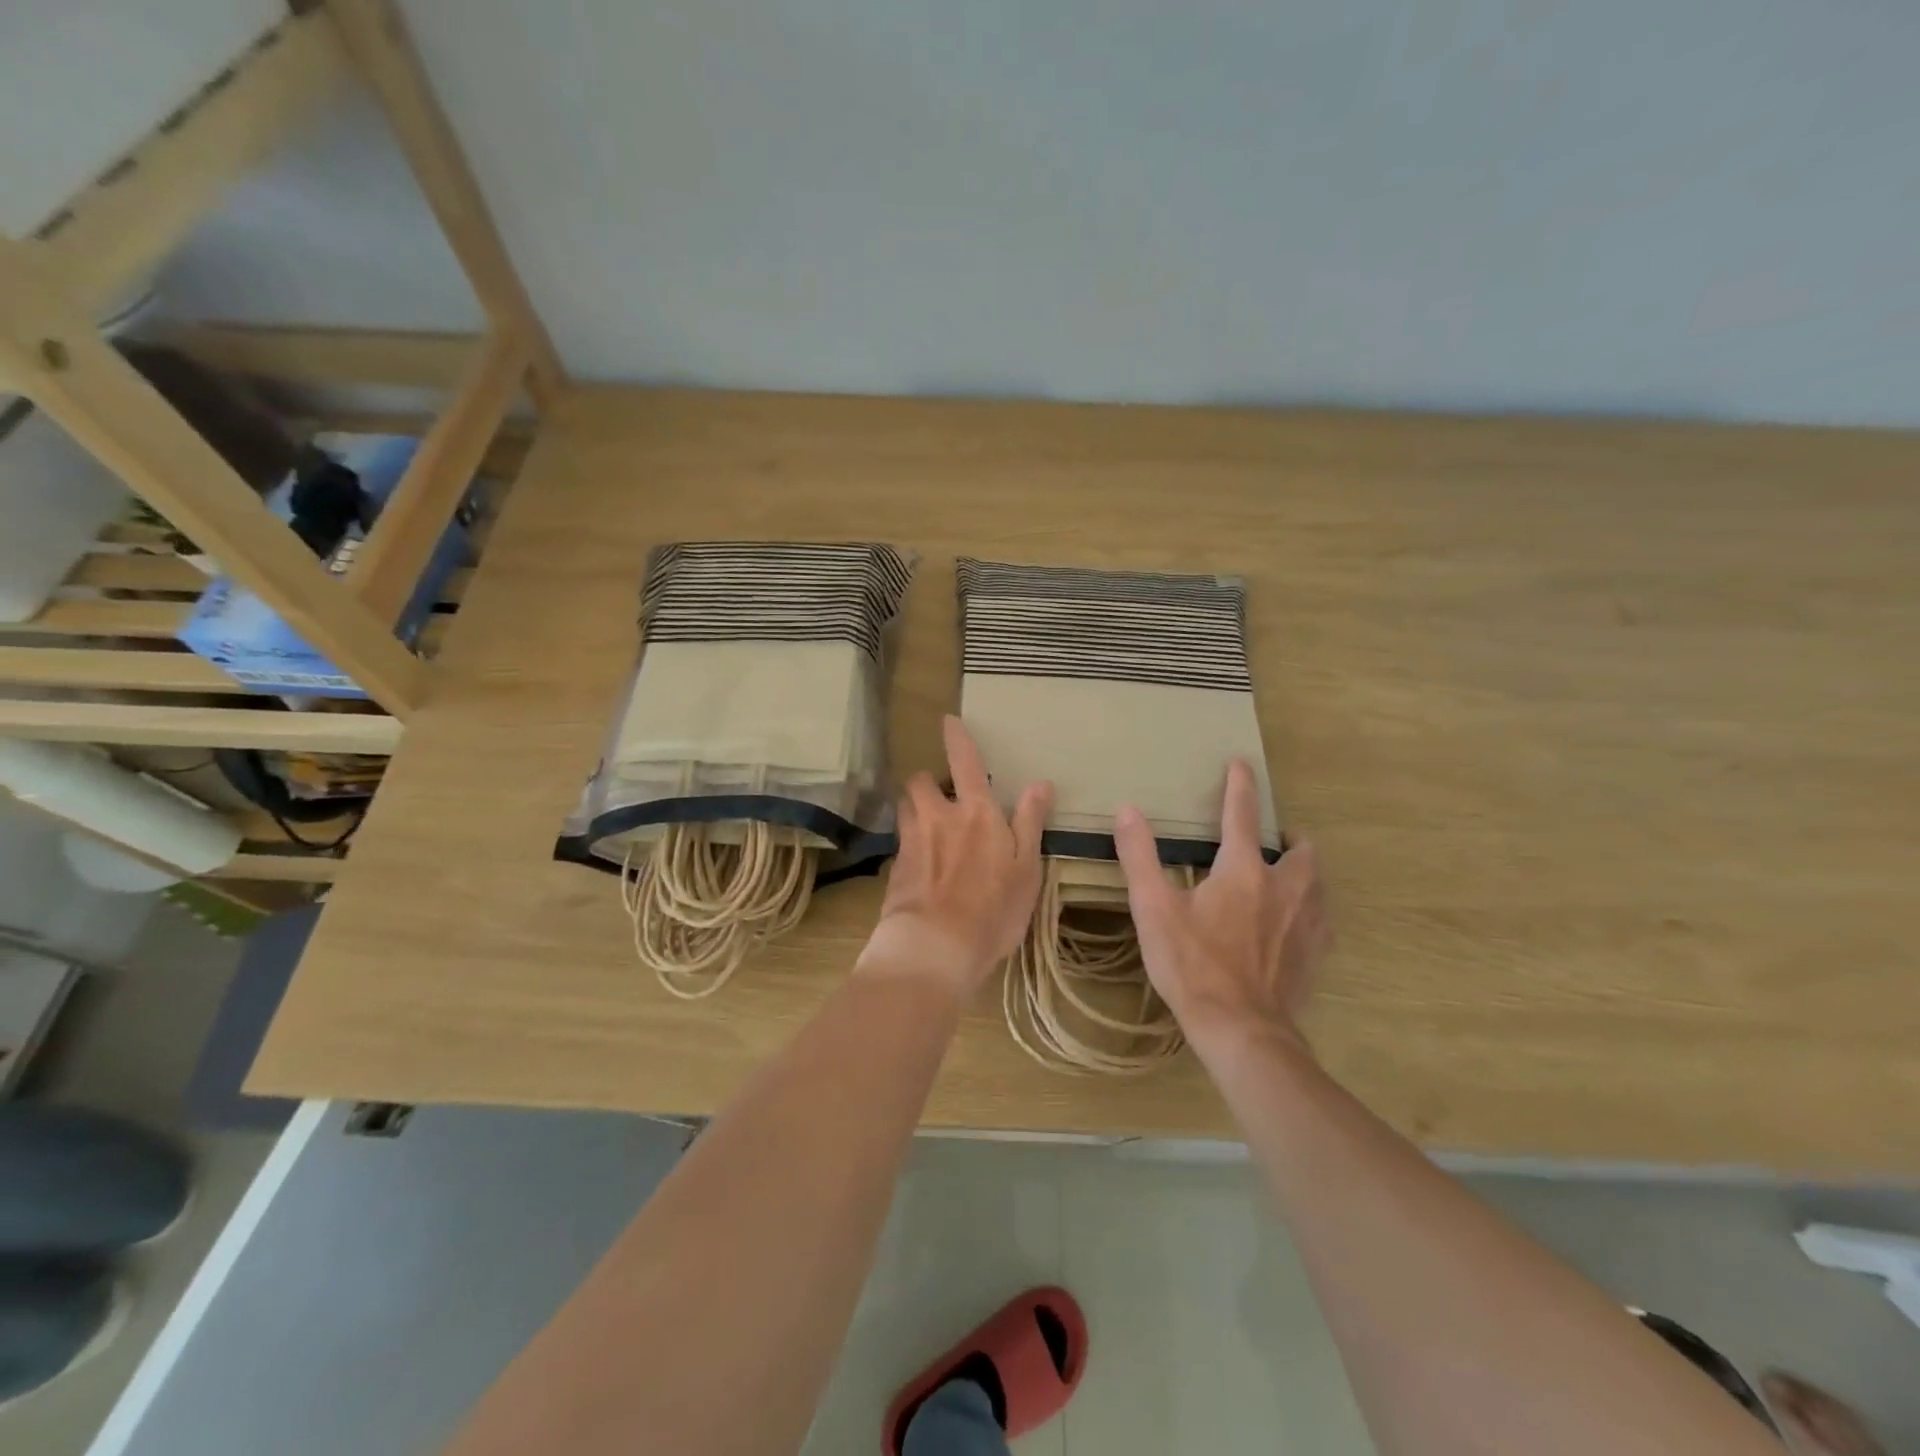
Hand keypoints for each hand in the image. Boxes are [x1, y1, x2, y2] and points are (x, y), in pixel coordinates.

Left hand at [865, 716, 1052, 996]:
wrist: (935, 947)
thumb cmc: (993, 909)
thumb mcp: (1027, 868)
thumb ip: (1030, 822)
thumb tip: (1039, 782)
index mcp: (976, 813)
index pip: (965, 762)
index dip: (956, 739)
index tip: (947, 720)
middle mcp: (938, 817)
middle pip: (919, 782)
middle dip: (926, 782)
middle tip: (939, 796)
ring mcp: (912, 842)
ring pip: (904, 809)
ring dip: (913, 809)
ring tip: (927, 827)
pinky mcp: (894, 869)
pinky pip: (900, 844)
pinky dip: (909, 845)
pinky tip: (920, 868)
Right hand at [1113, 760, 1330, 1057]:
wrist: (1241, 1029)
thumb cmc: (1192, 965)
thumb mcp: (1153, 909)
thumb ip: (1140, 856)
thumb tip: (1128, 810)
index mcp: (1243, 871)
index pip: (1242, 815)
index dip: (1240, 786)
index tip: (1241, 764)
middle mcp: (1284, 888)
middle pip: (1301, 851)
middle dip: (1290, 837)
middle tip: (1273, 838)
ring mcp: (1305, 924)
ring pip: (1317, 884)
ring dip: (1304, 871)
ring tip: (1287, 874)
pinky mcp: (1314, 955)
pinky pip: (1321, 921)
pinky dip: (1311, 910)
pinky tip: (1296, 923)